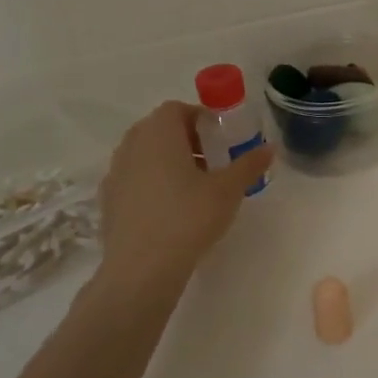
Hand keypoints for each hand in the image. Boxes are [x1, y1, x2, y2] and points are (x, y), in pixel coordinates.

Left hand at [92, 101, 273, 294]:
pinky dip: (153, 183)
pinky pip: (134, 179)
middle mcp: (131, 145)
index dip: (201, 118)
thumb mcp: (228, 190)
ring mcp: (115, 173)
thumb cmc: (188, 217)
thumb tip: (269, 148)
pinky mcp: (108, 200)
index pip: (177, 109)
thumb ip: (249, 164)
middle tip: (213, 161)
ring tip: (194, 187)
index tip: (222, 139)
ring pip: (145, 154)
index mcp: (159, 133)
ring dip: (169, 161)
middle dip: (187, 139)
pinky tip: (171, 209)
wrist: (142, 268)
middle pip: (159, 129)